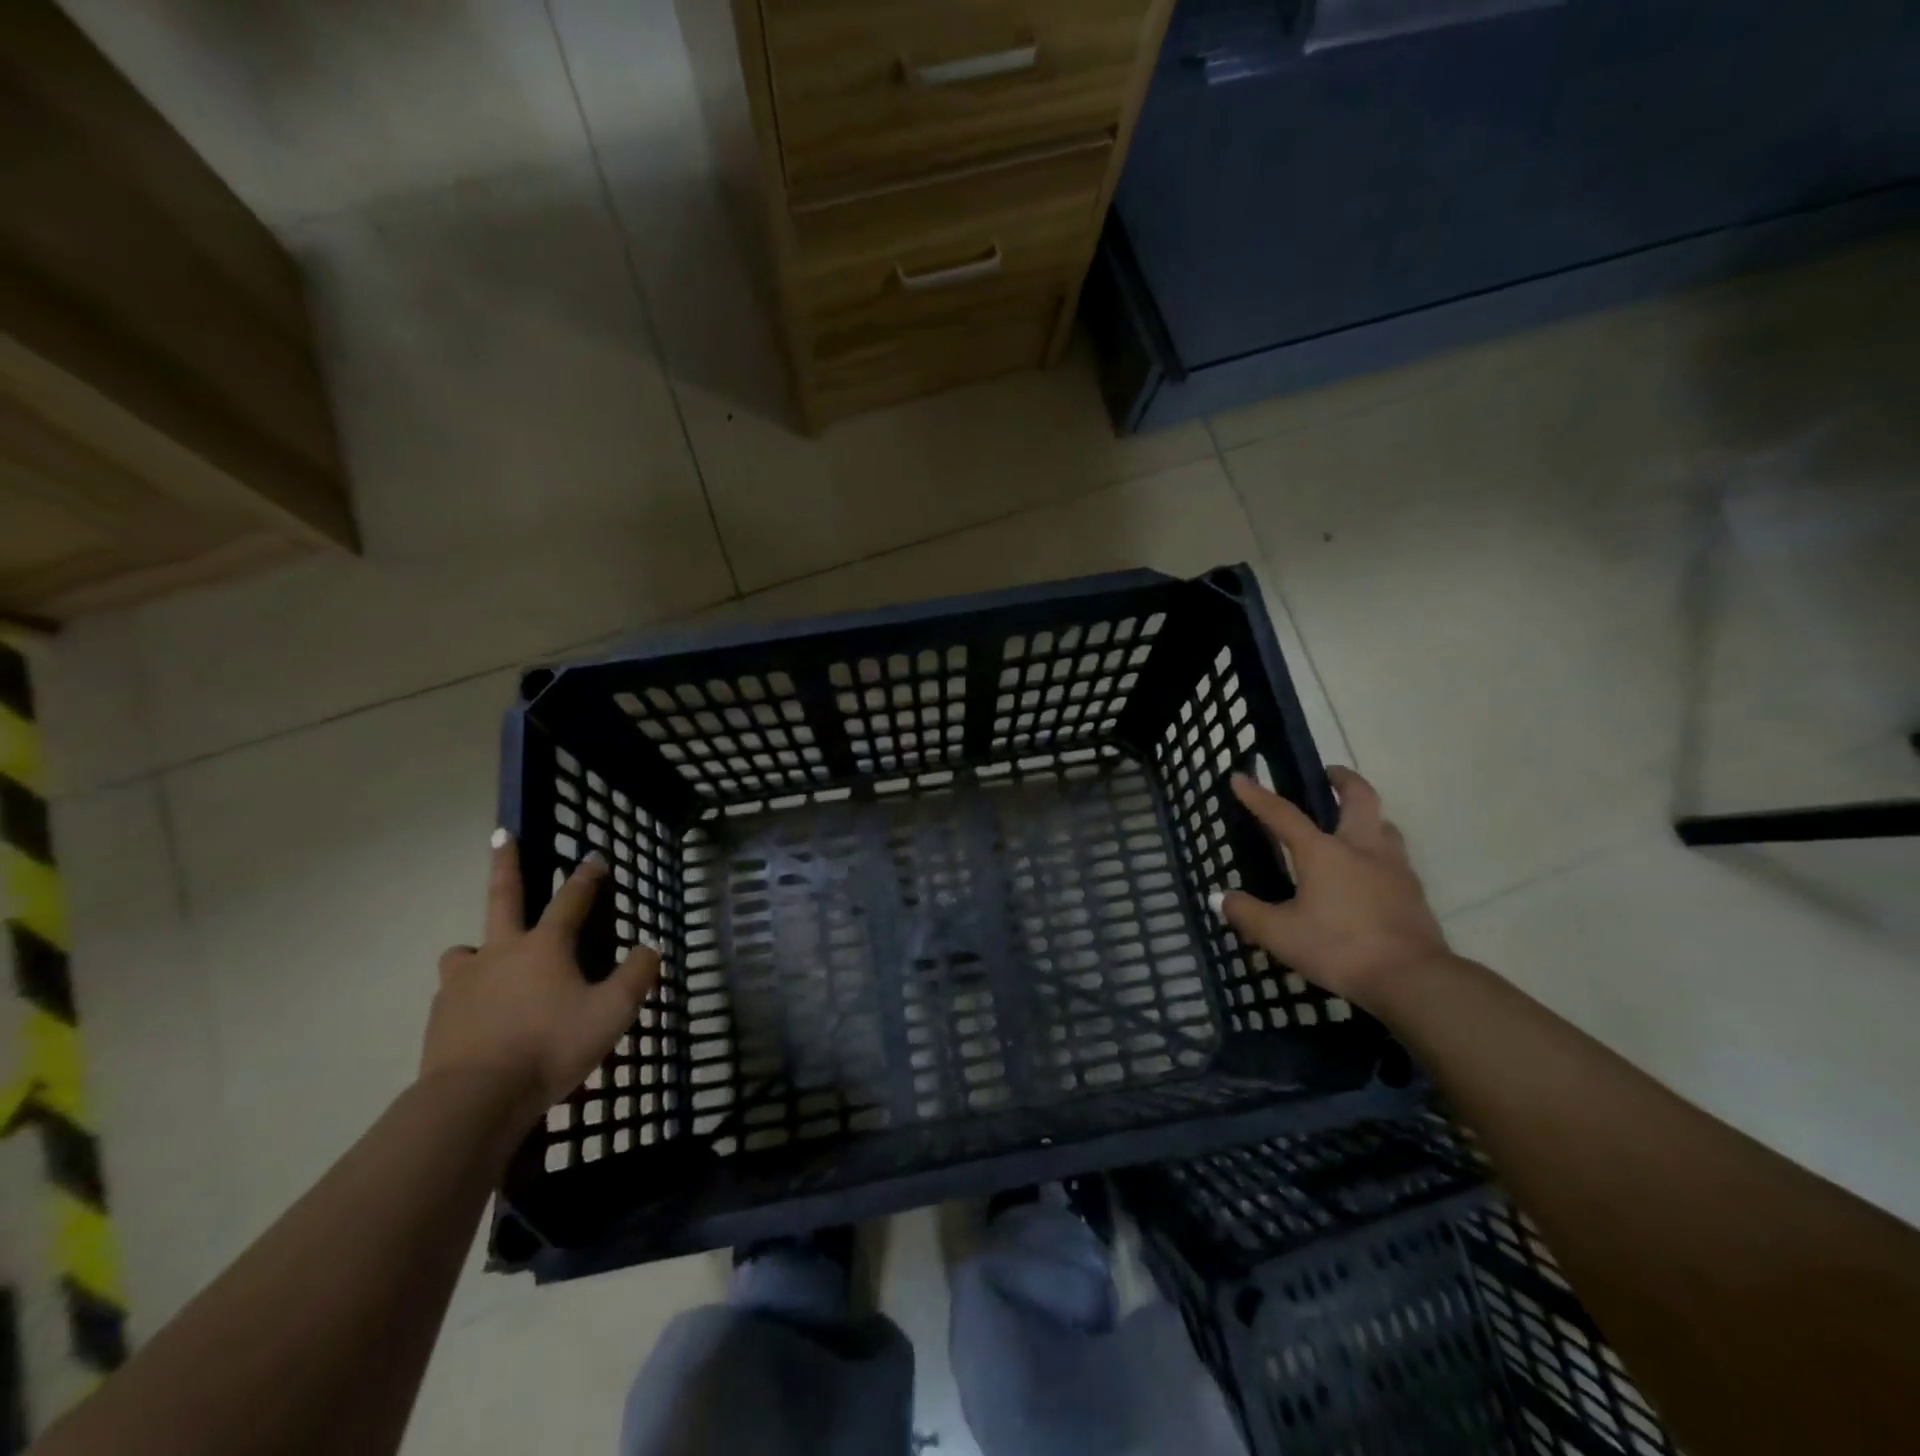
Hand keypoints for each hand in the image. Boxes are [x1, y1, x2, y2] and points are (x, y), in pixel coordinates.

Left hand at [421, 832, 659, 1127]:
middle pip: (503, 896)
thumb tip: (648, 949)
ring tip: (488, 959)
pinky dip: (469, 992)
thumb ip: (637, 976)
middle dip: (507, 863)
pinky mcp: (441, 1015)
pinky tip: (480, 1013)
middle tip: (503, 835)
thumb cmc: (551, 1047)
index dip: (587, 877)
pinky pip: (455, 991)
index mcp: (546, 946)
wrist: (475, 1100)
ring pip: (466, 949)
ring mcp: (465, 982)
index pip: (572, 899)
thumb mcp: (614, 1013)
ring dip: (478, 945)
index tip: (595, 858)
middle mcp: (502, 951)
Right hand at [1215, 768, 1448, 1010]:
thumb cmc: (1338, 948)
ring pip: (1384, 825)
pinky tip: (1371, 872)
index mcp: (1323, 852)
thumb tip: (1218, 899)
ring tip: (1352, 823)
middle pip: (1359, 798)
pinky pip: (1396, 858)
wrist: (1411, 979)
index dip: (1258, 795)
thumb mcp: (1280, 934)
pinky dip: (1380, 851)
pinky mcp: (1413, 892)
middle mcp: (1361, 848)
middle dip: (1343, 779)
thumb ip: (1246, 913)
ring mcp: (1394, 868)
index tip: (1239, 776)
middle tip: (1329, 774)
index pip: (1283, 814)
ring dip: (1368, 815)